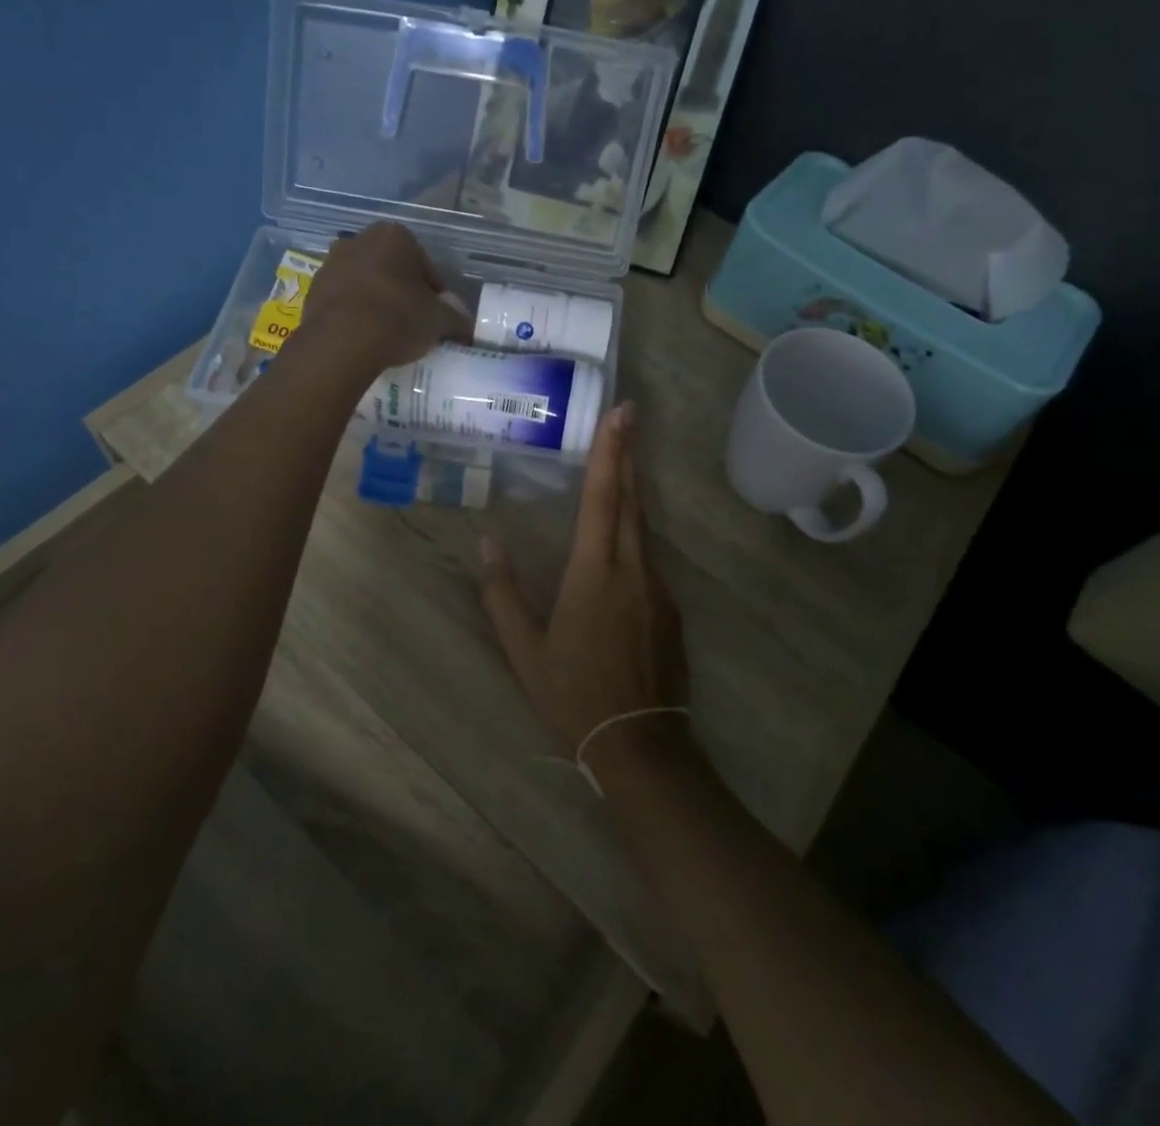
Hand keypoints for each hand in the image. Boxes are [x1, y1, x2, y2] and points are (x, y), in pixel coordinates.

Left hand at [302, 223, 471, 372]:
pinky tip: (363, 336)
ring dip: (376, 300)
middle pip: (392, 269)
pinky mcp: (312, 289)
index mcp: (396, 236)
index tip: (436, 317)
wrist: (341, 341)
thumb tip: (466, 326)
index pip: (425, 266)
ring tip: (386, 333)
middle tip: (412, 323)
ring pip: (365, 282)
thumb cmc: (398, 318)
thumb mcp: (439, 321)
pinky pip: (343, 299)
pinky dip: (354, 312)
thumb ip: (456, 319)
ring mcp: (331, 263)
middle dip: (402, 291)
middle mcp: (360, 239)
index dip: (434, 294)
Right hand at [479, 403, 692, 779]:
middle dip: (628, 453)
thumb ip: (502, 593)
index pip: (603, 497)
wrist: (640, 745)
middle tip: (628, 414)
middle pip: (631, 499)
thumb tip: (487, 542)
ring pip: (643, 526)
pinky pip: (650, 556)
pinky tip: (623, 535)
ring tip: (622, 460)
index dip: (611, 452)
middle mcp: (633, 569)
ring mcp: (659, 588)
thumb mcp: (525, 649)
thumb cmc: (574, 694)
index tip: (621, 413)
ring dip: (632, 489)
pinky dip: (635, 530)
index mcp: (595, 572)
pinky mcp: (671, 608)